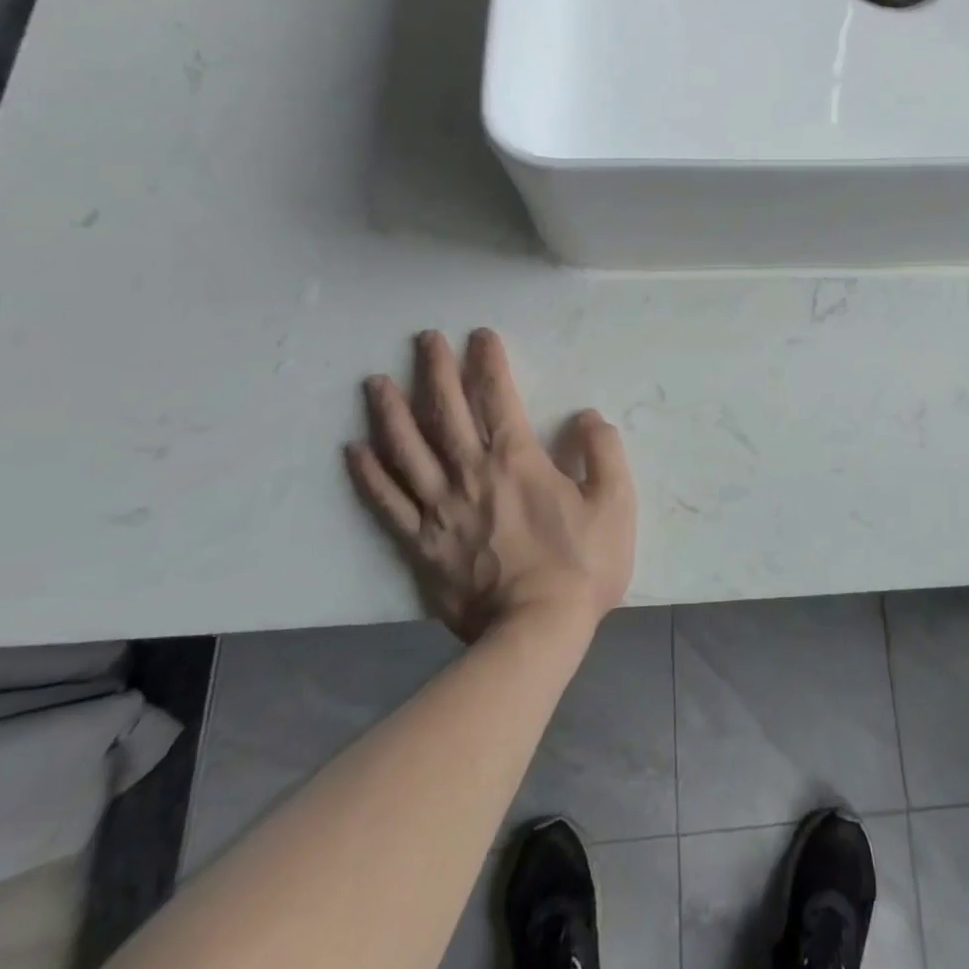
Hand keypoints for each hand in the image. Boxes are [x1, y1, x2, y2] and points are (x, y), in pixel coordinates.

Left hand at [344, 328, 635, 643]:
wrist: (535, 633)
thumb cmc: (581, 565)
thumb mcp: (615, 502)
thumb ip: (603, 450)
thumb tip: (586, 415)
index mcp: (517, 460)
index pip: (498, 397)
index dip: (489, 362)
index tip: (480, 335)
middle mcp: (470, 473)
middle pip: (446, 412)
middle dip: (434, 370)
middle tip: (425, 340)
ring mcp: (439, 509)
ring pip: (407, 449)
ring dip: (391, 411)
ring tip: (376, 382)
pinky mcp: (419, 545)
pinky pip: (386, 503)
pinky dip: (368, 475)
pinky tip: (353, 451)